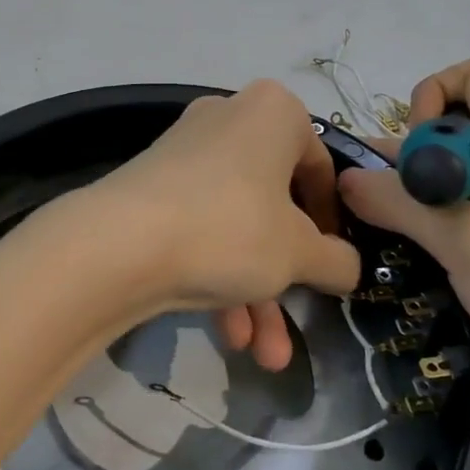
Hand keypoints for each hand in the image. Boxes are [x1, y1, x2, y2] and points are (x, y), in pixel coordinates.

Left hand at [80, 81, 359, 369]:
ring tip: (266, 357)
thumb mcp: (299, 252)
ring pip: (237, 225)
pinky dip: (218, 275)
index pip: (321, 166)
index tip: (336, 261)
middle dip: (288, 275)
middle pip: (275, 204)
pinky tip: (228, 335)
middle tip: (300, 315)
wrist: (121, 243)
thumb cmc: (232, 227)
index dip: (334, 221)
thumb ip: (337, 260)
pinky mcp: (155, 187)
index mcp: (274, 112)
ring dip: (255, 292)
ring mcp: (187, 153)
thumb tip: (348, 266)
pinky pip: (202, 227)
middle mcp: (229, 119)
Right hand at [338, 59, 469, 444]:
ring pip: (447, 186)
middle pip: (449, 134)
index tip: (413, 156)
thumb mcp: (469, 241)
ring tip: (365, 241)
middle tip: (365, 208)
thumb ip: (401, 203)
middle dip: (402, 161)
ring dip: (408, 206)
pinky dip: (426, 238)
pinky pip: (457, 228)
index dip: (432, 99)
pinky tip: (396, 268)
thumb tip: (346, 177)